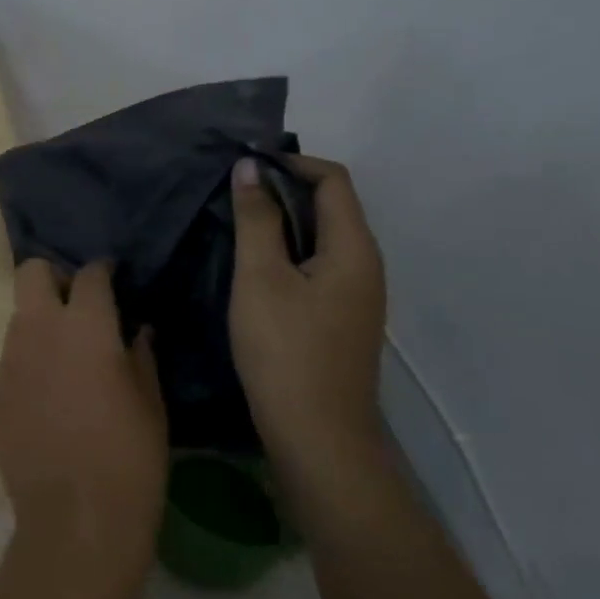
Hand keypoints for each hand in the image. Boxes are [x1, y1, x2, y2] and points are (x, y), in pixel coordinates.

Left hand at [0, 260, 168, 595]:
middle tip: (80, 306)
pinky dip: (31, 361)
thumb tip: (137, 330)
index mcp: (85, 327)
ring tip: (68, 355)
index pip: (89, 275)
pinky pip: (12, 360)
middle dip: (54, 277)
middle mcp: (39, 332)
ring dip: (42, 322)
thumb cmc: (129, 459)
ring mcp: (10, 363)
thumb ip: (141, 356)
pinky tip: (52, 395)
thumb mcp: (151, 404)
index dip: (102, 272)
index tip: (112, 279)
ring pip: (19, 317)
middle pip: (31, 273)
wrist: (75, 520)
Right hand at [229, 155, 387, 455]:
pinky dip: (288, 252)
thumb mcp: (261, 278)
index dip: (291, 162)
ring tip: (238, 225)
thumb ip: (256, 219)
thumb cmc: (286, 351)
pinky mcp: (341, 318)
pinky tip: (255, 268)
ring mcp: (357, 295)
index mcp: (354, 248)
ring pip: (322, 238)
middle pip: (331, 206)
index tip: (245, 165)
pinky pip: (318, 266)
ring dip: (284, 222)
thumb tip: (250, 168)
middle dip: (284, 190)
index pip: (333, 179)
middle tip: (234, 194)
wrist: (317, 436)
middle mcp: (365, 265)